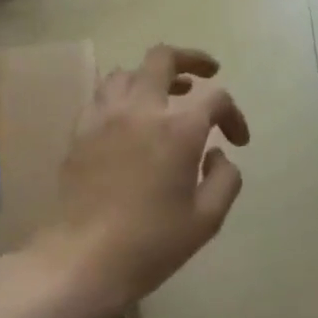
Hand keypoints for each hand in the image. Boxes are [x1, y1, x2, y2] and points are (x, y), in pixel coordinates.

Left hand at [37, 45, 248, 306]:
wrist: (85, 258)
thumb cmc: (154, 242)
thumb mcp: (208, 218)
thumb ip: (225, 178)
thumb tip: (216, 154)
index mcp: (179, 129)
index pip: (216, 99)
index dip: (234, 115)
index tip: (238, 142)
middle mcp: (140, 110)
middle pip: (163, 59)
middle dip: (191, 60)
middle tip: (206, 74)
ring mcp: (104, 118)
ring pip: (126, 72)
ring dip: (151, 76)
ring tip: (165, 95)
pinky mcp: (79, 133)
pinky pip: (101, 97)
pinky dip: (122, 97)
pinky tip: (129, 119)